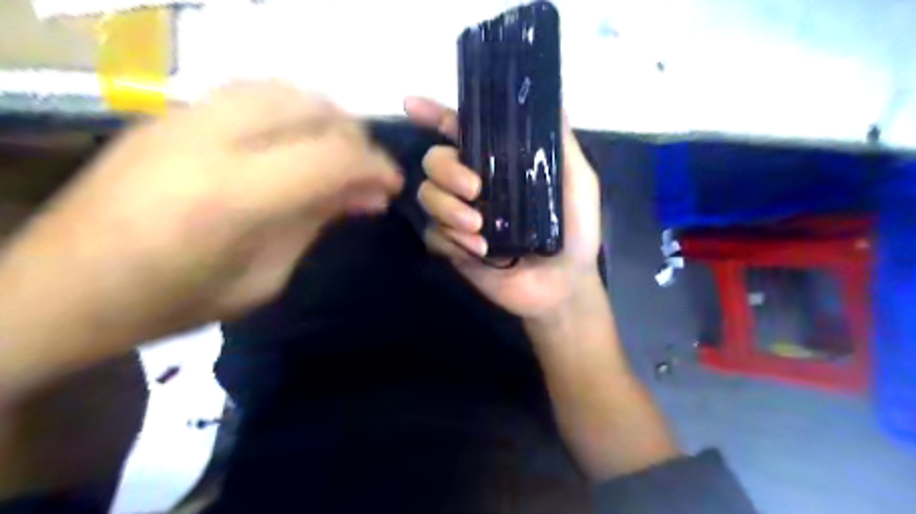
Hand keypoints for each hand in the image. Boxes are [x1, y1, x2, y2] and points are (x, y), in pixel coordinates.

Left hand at [0, 82, 401, 348]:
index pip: (334, 156)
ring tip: (335, 155)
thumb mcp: (264, 279)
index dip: (377, 166)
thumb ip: (316, 224)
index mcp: (237, 197)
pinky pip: (251, 91)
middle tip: (366, 175)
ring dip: (324, 119)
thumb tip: (366, 195)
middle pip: (314, 110)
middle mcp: (213, 141)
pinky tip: (293, 142)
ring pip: (284, 89)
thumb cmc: (173, 302)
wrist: (63, 289)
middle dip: (356, 139)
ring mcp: (185, 118)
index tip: (392, 186)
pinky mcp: (170, 113)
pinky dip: (289, 111)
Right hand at [402, 97, 602, 320]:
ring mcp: (461, 216)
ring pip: (428, 196)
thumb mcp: (578, 183)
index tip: (410, 106)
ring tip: (479, 229)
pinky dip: (450, 240)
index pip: (460, 131)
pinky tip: (478, 251)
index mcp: (499, 163)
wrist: (563, 285)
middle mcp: (474, 184)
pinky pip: (433, 235)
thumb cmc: (576, 232)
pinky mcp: (454, 248)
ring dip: (448, 209)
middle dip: (447, 171)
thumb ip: (561, 145)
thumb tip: (547, 99)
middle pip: (434, 161)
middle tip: (475, 190)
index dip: (433, 115)